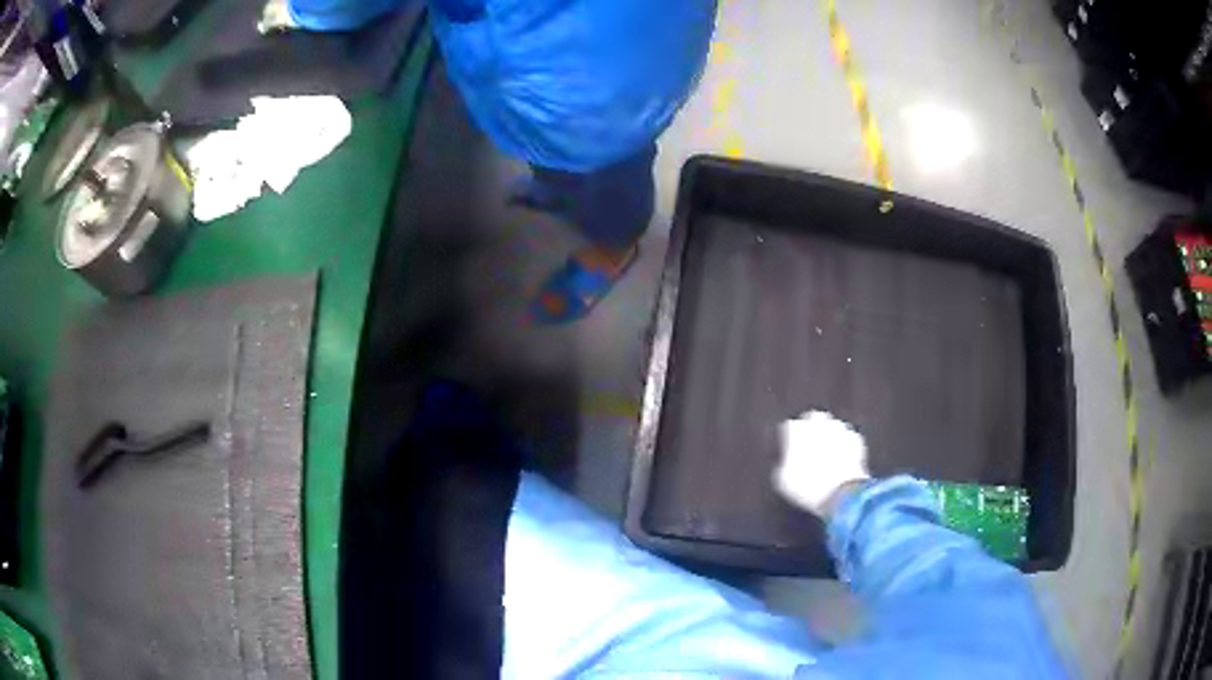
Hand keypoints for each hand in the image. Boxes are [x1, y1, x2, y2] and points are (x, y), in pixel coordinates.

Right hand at [774, 411, 870, 517]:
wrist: (841, 492)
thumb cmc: (808, 487)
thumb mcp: (783, 481)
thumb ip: (783, 464)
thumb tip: (786, 462)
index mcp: (797, 430)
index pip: (789, 426)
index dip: (789, 439)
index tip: (789, 449)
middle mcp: (819, 424)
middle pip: (813, 418)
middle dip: (811, 428)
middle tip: (809, 446)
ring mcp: (840, 429)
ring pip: (832, 425)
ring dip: (829, 434)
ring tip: (827, 451)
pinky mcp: (855, 439)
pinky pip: (848, 436)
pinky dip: (845, 443)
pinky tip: (842, 456)